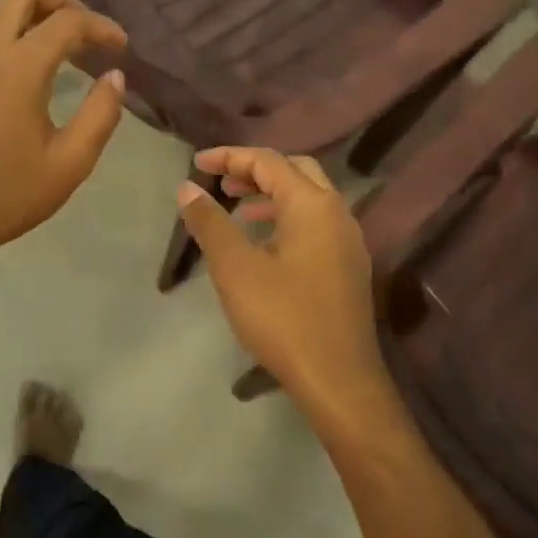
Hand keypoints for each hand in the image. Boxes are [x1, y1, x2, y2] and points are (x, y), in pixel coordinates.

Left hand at [0, 0, 129, 267]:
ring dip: (24, 8)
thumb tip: (114, 76)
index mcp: (19, 68)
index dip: (100, 27)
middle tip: (85, 28)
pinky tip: (14, 55)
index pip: (67, 23)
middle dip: (60, 0)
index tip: (121, 47)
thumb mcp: (72, 161)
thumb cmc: (11, 192)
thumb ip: (101, 113)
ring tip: (50, 34)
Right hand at [177, 148, 396, 430]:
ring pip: (309, 197)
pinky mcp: (349, 266)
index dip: (230, 157)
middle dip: (255, 170)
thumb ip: (211, 223)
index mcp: (313, 204)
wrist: (339, 381)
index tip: (197, 164)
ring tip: (238, 208)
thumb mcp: (235, 268)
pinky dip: (287, 217)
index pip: (268, 161)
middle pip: (295, 170)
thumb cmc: (283, 318)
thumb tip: (188, 188)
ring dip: (272, 194)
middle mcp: (337, 212)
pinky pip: (316, 223)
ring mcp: (348, 240)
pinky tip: (265, 243)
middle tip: (222, 182)